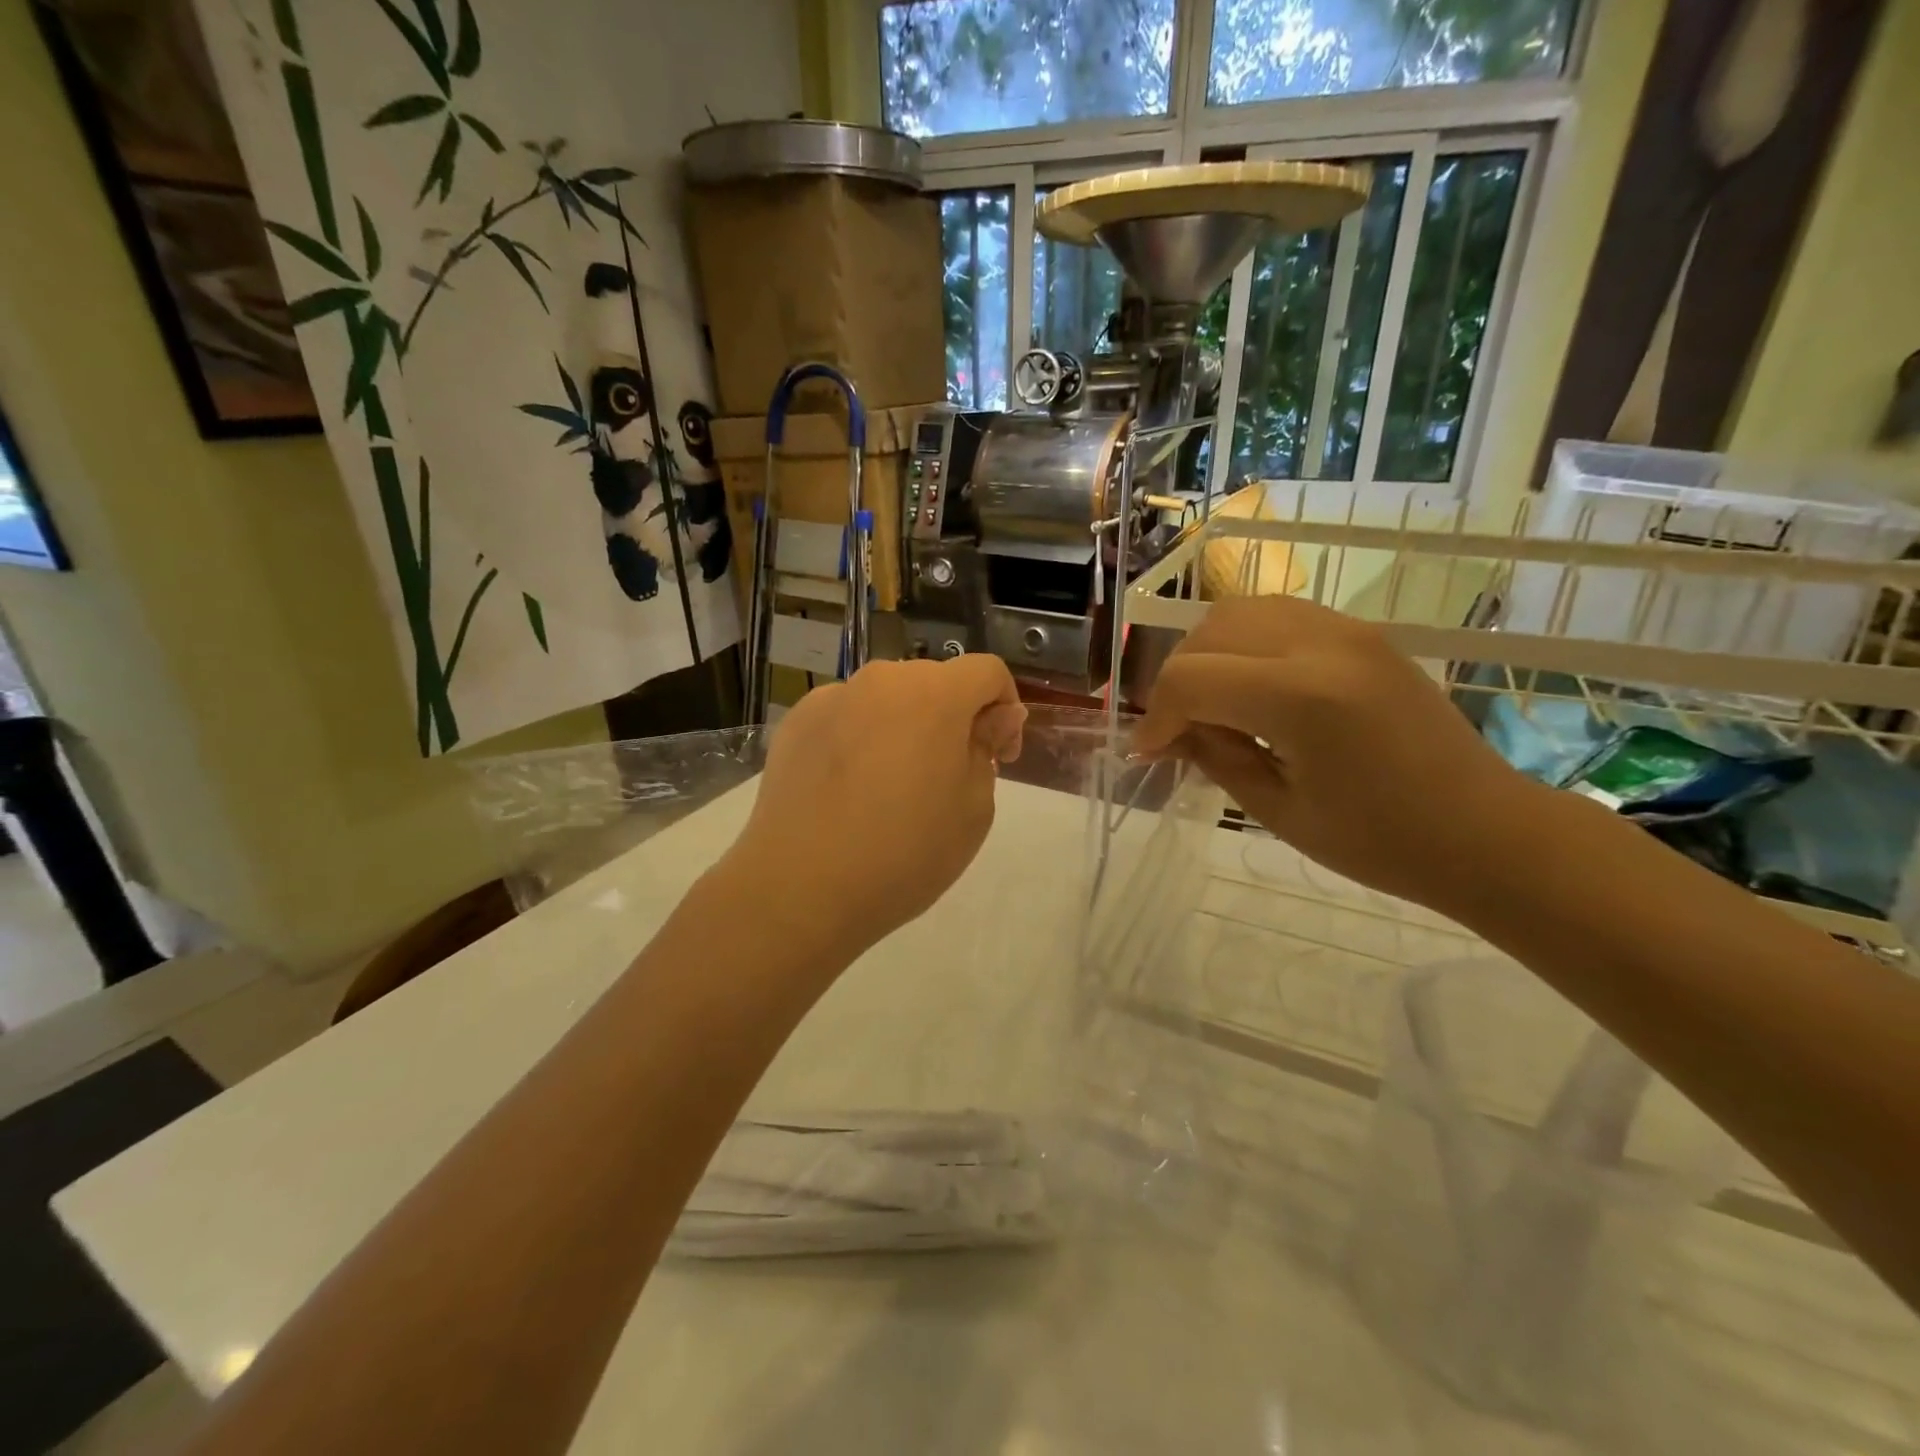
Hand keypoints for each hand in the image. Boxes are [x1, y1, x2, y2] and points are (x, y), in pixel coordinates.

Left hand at [724, 656, 1025, 962]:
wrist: (801, 888)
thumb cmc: (905, 853)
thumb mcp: (973, 809)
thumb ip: (987, 748)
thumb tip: (997, 716)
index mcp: (934, 694)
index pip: (987, 671)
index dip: (1004, 708)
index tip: (998, 757)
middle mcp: (881, 680)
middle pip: (934, 682)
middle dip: (953, 718)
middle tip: (947, 777)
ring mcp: (832, 698)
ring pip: (886, 699)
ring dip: (904, 727)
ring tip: (892, 787)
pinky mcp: (795, 723)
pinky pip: (845, 718)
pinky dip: (860, 739)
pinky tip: (848, 790)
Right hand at [1134, 596, 1539, 914]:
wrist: (1485, 831)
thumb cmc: (1381, 841)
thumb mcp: (1277, 810)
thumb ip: (1213, 757)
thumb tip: (1168, 733)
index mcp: (1301, 697)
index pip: (1191, 679)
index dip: (1157, 716)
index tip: (1149, 754)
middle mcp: (1321, 644)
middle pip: (1209, 632)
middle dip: (1177, 680)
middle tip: (1177, 730)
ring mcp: (1346, 630)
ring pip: (1240, 611)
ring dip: (1207, 653)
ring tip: (1209, 704)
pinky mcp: (1360, 633)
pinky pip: (1277, 615)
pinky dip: (1244, 643)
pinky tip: (1250, 688)